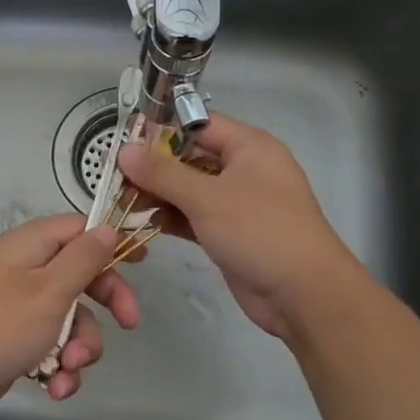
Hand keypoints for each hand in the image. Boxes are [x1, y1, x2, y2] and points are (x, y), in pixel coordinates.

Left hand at [0, 213, 141, 419]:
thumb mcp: (49, 289)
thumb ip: (83, 259)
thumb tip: (106, 228)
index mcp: (30, 247)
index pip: (79, 230)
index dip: (111, 242)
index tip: (141, 261)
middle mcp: (24, 272)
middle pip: (80, 277)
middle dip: (104, 305)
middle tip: (128, 324)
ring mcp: (17, 309)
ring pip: (69, 321)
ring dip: (79, 348)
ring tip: (68, 368)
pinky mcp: (13, 344)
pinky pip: (49, 349)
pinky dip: (58, 368)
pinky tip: (55, 388)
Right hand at [117, 113, 370, 341]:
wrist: (304, 294)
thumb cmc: (259, 231)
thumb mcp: (207, 197)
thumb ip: (162, 173)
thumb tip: (124, 150)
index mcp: (249, 147)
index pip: (199, 125)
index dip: (162, 131)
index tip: (124, 143)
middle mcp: (245, 169)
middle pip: (191, 157)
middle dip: (154, 167)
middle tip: (116, 178)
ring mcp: (239, 203)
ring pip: (191, 189)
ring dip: (160, 194)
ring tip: (124, 201)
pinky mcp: (231, 233)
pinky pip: (196, 216)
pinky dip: (173, 218)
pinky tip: (146, 223)